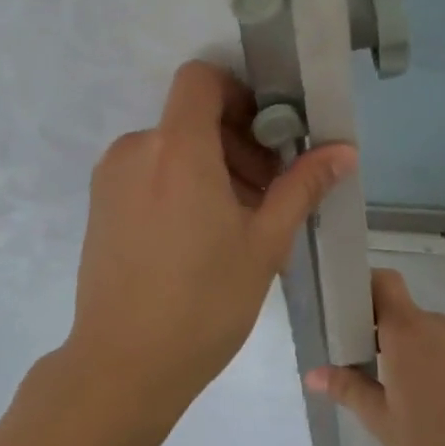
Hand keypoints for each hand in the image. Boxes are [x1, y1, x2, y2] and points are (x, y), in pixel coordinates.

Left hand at [67, 61, 355, 408]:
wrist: (123, 366)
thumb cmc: (204, 302)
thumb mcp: (265, 243)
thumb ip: (302, 186)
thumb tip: (344, 151)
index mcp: (176, 149)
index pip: (201, 79)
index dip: (238, 93)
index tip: (267, 135)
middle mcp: (136, 150)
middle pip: (191, 116)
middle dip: (236, 141)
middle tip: (267, 191)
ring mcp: (111, 178)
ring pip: (171, 146)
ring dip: (211, 165)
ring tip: (238, 221)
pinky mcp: (100, 205)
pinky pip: (148, 171)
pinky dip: (181, 183)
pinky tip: (201, 235)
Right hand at [307, 267, 444, 445]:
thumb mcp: (382, 422)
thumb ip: (349, 389)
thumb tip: (313, 374)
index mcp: (407, 331)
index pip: (384, 282)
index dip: (364, 286)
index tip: (346, 312)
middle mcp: (436, 325)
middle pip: (401, 309)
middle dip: (379, 329)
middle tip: (361, 364)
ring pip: (424, 330)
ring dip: (406, 348)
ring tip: (396, 390)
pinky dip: (431, 360)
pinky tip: (429, 400)